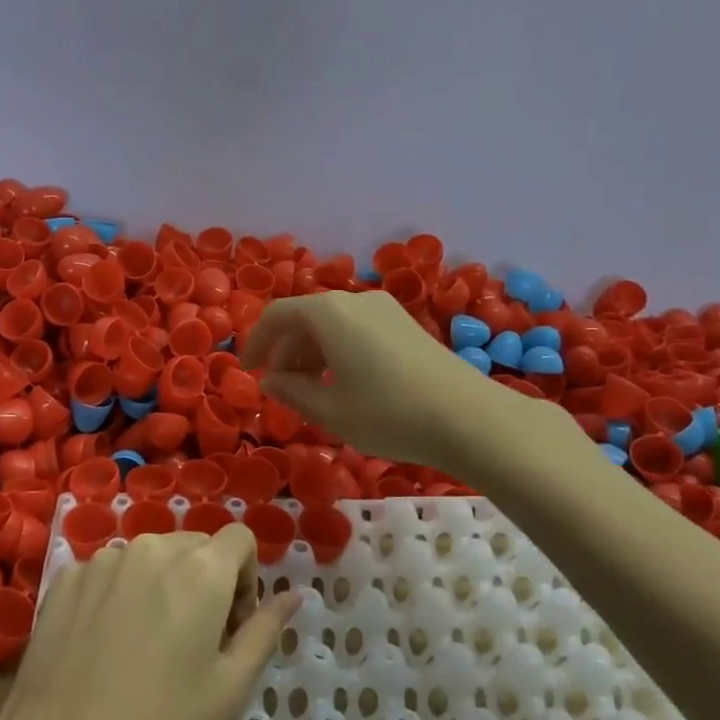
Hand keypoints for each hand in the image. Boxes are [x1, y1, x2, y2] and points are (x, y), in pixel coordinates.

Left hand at [0, 525, 300, 719]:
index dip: (245, 577)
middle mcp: (153, 547)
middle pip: (194, 545)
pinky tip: (104, 644)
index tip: (231, 626)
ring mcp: (104, 559)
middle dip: (205, 580)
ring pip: (150, 556)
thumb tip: (295, 595)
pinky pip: (109, 571)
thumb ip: (265, 630)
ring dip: (160, 584)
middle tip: (192, 642)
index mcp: (200, 569)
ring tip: (144, 644)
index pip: (239, 538)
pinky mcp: (67, 576)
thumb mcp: (229, 688)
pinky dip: (119, 593)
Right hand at [243, 289, 533, 471]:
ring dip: (311, 353)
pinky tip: (344, 384)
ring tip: (311, 391)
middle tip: (281, 389)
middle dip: (285, 351)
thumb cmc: (390, 415)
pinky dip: (337, 351)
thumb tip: (271, 381)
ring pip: (331, 324)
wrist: (470, 418)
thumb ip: (291, 392)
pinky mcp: (404, 324)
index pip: (277, 316)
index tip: (248, 372)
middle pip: (304, 317)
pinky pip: (355, 329)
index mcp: (328, 313)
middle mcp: (354, 300)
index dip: (256, 343)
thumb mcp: (330, 411)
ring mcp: (384, 309)